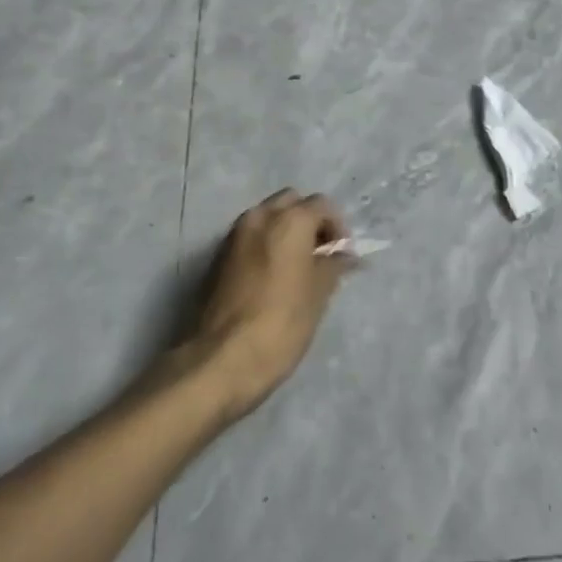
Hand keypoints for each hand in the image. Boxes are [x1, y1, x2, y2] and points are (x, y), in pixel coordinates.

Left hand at [190, 189, 348, 420]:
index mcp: (289, 220)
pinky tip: (272, 278)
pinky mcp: (217, 256)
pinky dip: (264, 245)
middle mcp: (260, 217)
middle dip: (308, 221)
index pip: (322, 205)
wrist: (221, 359)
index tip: (342, 256)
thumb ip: (333, 266)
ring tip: (296, 268)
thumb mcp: (318, 295)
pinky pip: (249, 238)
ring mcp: (234, 235)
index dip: (337, 227)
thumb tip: (344, 255)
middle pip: (291, 202)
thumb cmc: (281, 323)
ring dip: (284, 231)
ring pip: (267, 217)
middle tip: (320, 255)